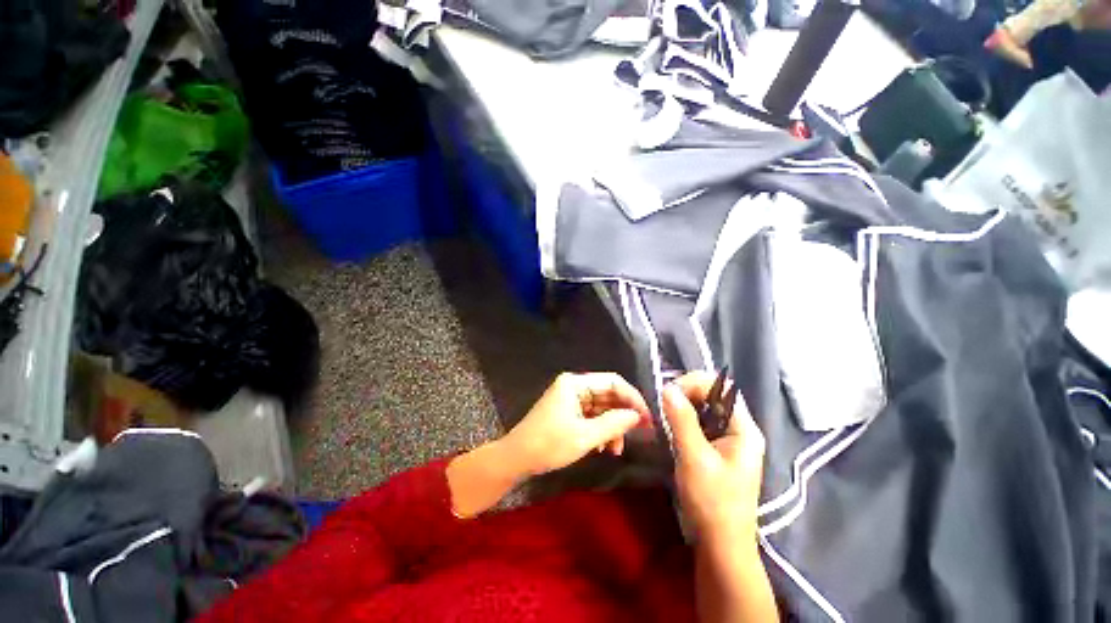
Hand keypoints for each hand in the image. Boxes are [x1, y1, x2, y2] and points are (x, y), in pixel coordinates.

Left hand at [502, 373, 650, 476]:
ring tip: (617, 449)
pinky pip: (592, 416)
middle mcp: (574, 386)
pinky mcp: (568, 412)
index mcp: (575, 383)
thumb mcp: (585, 436)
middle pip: (608, 394)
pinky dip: (601, 430)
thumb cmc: (549, 444)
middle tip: (642, 433)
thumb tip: (638, 416)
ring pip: (601, 407)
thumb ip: (614, 423)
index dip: (633, 398)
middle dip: (624, 414)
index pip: (612, 382)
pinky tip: (604, 448)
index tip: (648, 418)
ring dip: (612, 426)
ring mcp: (571, 399)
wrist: (516, 459)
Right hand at [663, 372, 765, 541]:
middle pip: (712, 395)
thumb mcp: (694, 458)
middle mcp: (739, 429)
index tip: (667, 394)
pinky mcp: (716, 449)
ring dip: (683, 406)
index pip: (720, 388)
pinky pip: (699, 423)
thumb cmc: (712, 502)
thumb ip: (682, 420)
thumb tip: (667, 388)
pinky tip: (670, 426)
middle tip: (662, 404)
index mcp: (744, 429)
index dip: (693, 383)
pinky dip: (683, 420)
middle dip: (686, 393)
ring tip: (663, 413)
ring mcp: (728, 440)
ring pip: (704, 409)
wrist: (720, 544)